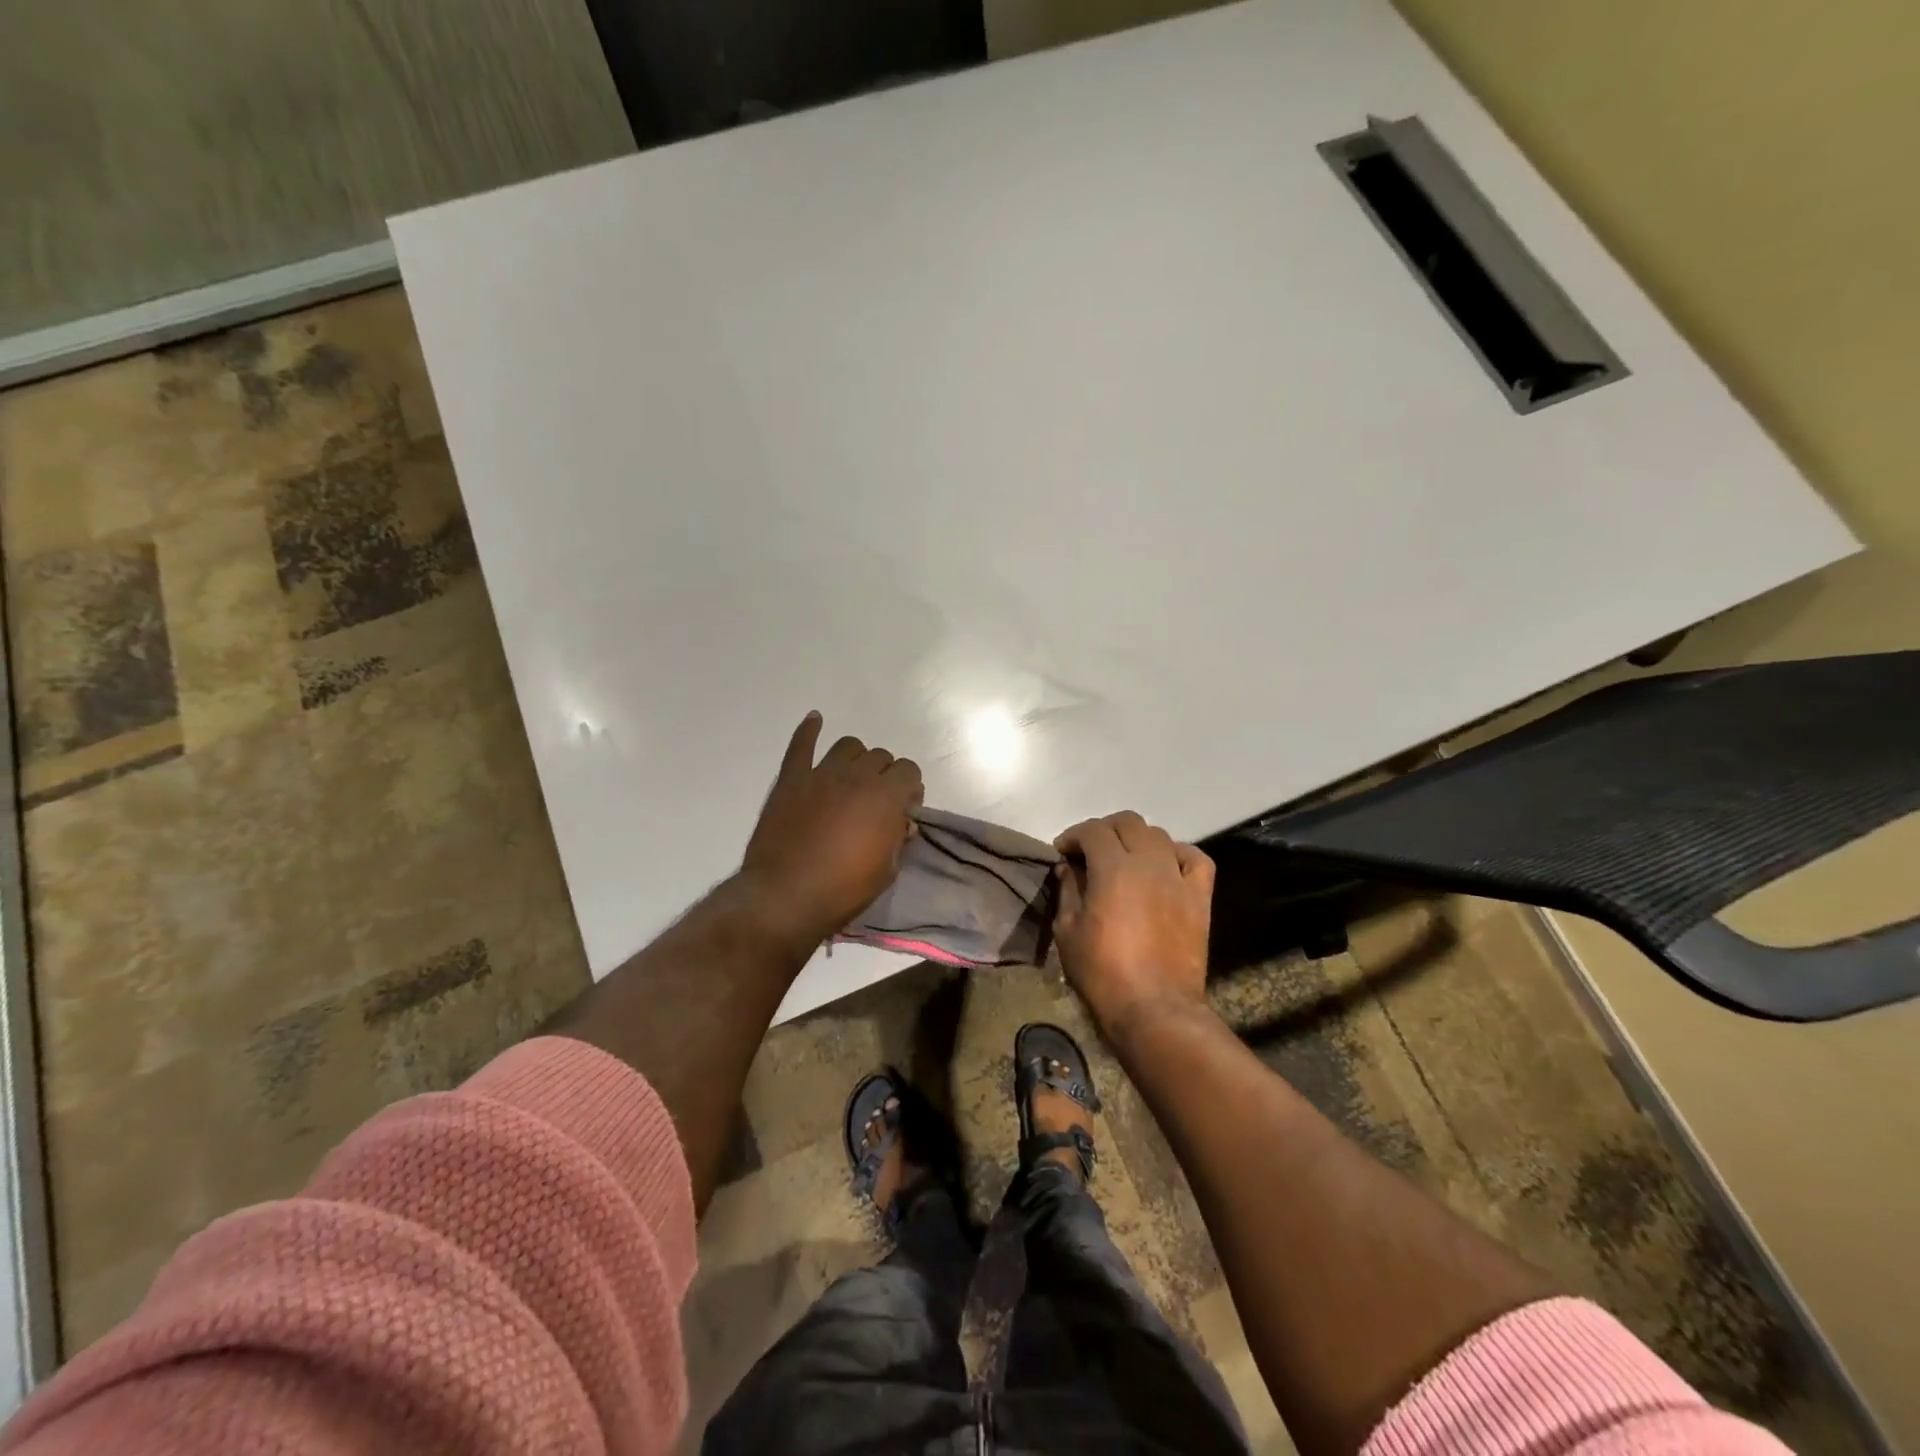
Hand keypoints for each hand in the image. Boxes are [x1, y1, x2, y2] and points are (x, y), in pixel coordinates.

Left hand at [740, 712, 923, 946]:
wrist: (785, 897)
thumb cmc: (843, 890)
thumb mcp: (886, 871)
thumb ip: (898, 839)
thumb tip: (903, 822)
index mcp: (886, 796)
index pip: (909, 771)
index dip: (910, 788)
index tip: (904, 808)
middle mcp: (856, 776)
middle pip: (880, 757)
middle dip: (885, 775)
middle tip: (877, 800)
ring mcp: (821, 774)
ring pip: (848, 746)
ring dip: (856, 759)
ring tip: (851, 778)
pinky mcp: (791, 779)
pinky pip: (801, 745)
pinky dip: (809, 730)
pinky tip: (815, 720)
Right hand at [1053, 811, 1214, 1040]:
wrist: (1155, 1009)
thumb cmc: (1103, 973)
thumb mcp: (1068, 932)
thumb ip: (1068, 891)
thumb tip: (1068, 868)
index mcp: (1113, 869)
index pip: (1093, 831)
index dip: (1073, 835)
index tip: (1062, 852)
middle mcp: (1149, 863)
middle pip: (1128, 823)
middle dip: (1104, 830)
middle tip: (1089, 851)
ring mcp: (1178, 878)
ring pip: (1159, 835)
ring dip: (1137, 840)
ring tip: (1124, 860)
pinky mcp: (1200, 897)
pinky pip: (1195, 859)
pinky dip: (1177, 855)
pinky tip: (1165, 867)